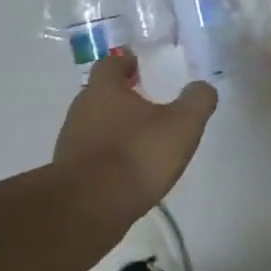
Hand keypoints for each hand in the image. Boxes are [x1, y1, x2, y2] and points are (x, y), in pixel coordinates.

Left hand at [53, 56, 217, 219]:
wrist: (89, 208)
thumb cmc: (137, 155)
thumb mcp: (182, 125)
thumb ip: (197, 101)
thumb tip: (202, 87)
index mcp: (104, 90)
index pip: (110, 64)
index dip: (124, 62)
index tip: (138, 64)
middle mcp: (81, 110)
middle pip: (99, 94)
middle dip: (120, 95)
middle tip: (146, 101)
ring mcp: (70, 142)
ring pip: (94, 124)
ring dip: (114, 126)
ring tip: (140, 138)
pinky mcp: (68, 172)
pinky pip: (91, 153)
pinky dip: (107, 154)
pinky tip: (127, 168)